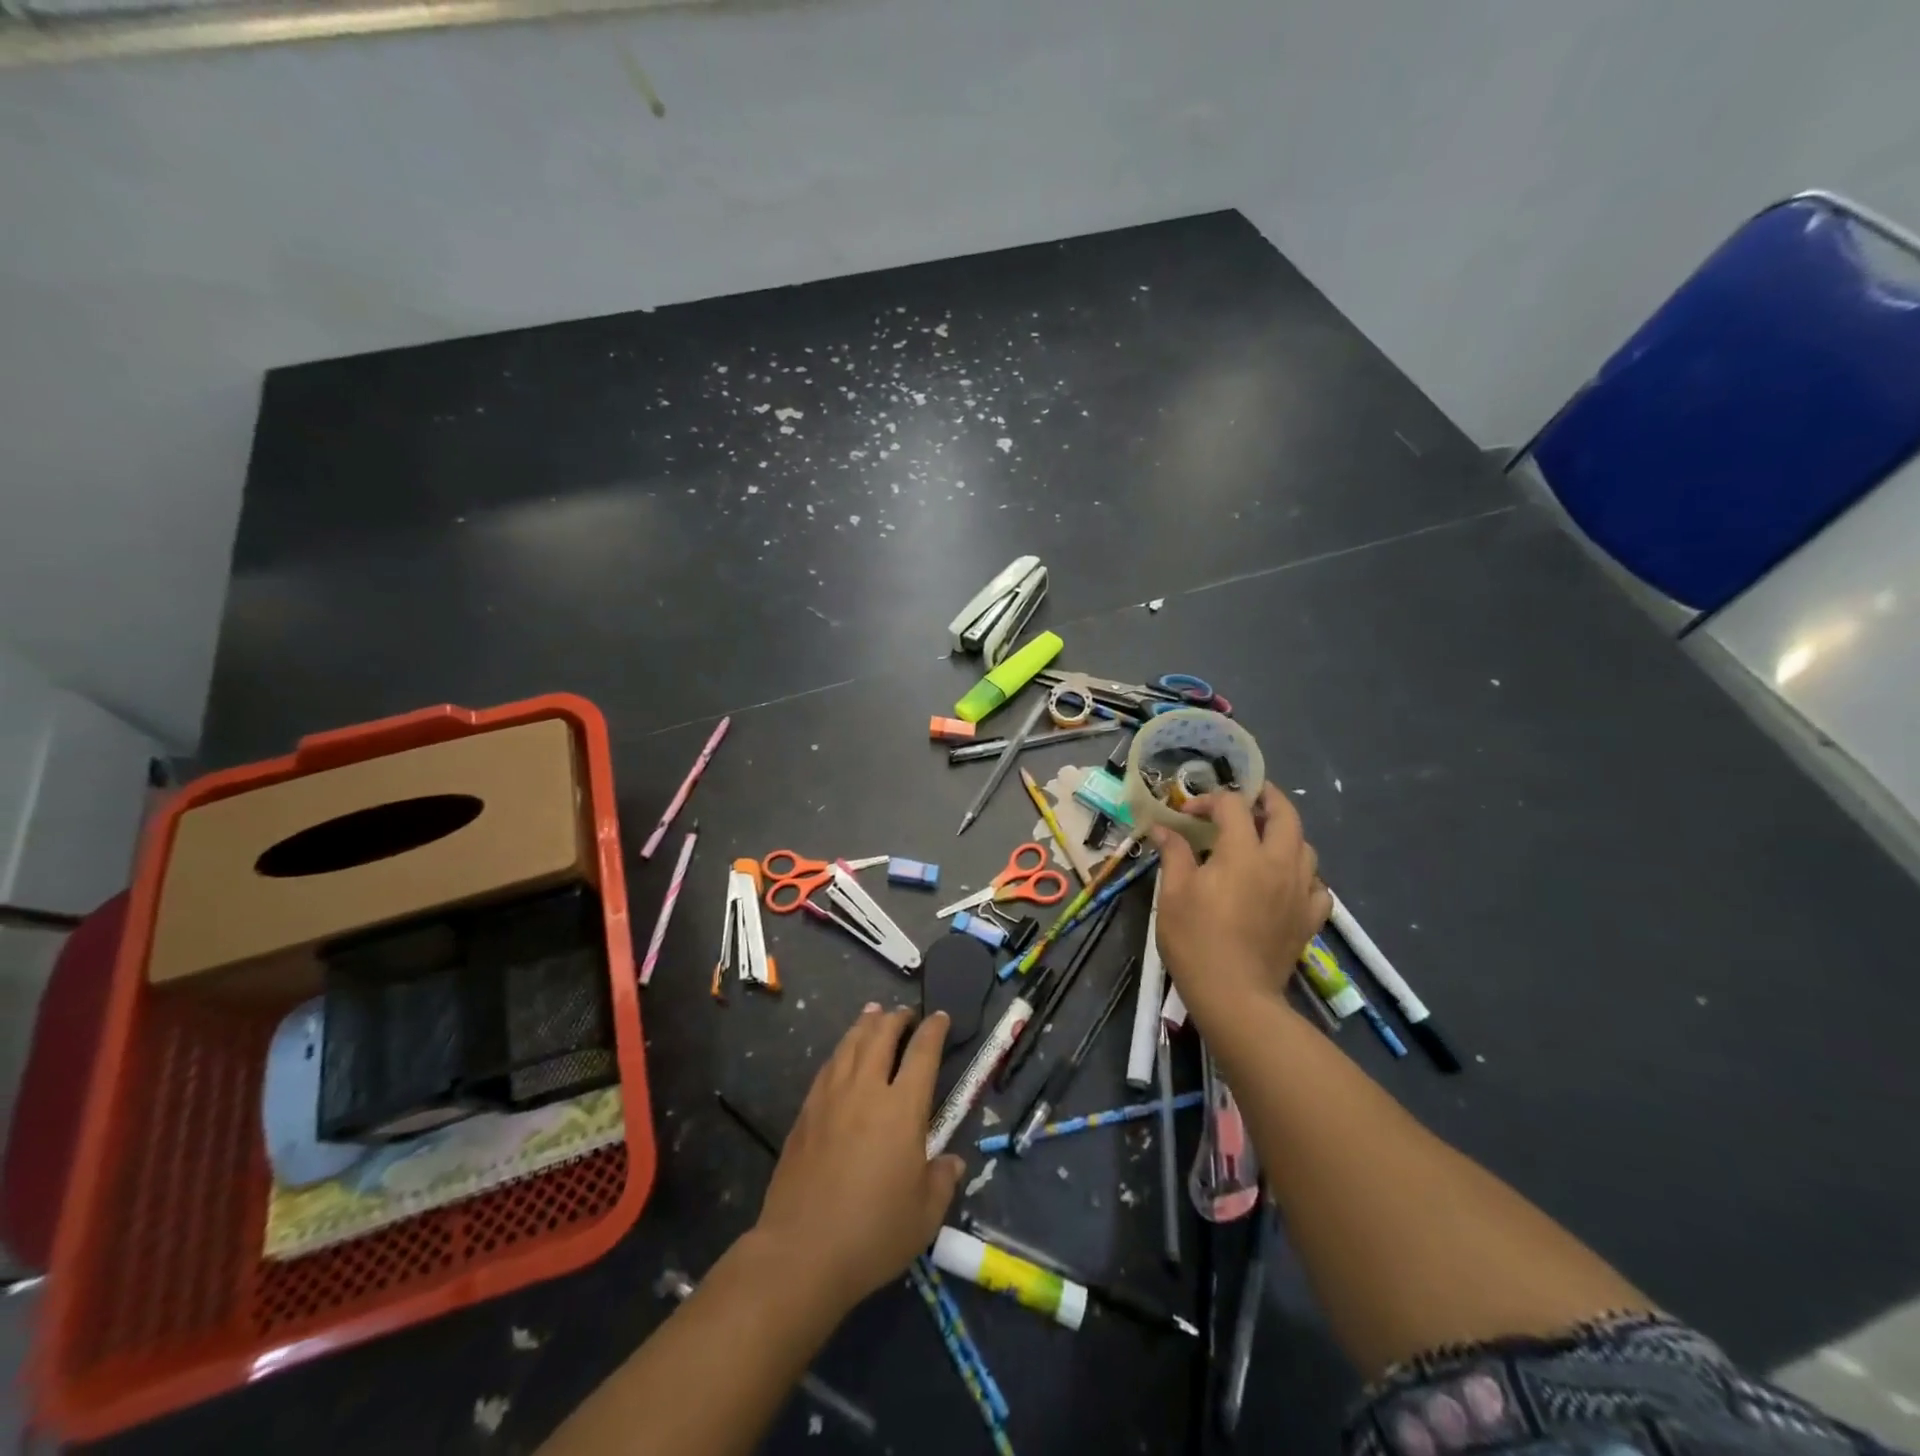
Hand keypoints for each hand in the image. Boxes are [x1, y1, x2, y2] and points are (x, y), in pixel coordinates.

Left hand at [754, 1005, 965, 1309]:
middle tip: (905, 1013)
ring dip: (865, 1024)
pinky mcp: (806, 1113)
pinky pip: (828, 1066)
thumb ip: (942, 1180)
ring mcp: (831, 1098)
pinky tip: (842, 1053)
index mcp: (902, 1108)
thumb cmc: (873, 1233)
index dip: (933, 1031)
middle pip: (881, 1036)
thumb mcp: (925, 1215)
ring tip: (873, 1013)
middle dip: (896, 1018)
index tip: (939, 1017)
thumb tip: (951, 1162)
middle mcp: (866, 1090)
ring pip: (850, 1044)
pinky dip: (841, 1050)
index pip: (922, 1054)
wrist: (801, 1251)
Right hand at [1151, 783, 1331, 1019]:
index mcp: (1242, 853)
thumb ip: (1174, 854)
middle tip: (1249, 797)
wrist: (1234, 995)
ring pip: (1306, 847)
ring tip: (1265, 838)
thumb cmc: (1195, 940)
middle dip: (1267, 798)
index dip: (1209, 801)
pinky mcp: (1310, 918)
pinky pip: (1318, 885)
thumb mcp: (1172, 894)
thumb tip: (1163, 829)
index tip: (1188, 814)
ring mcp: (1300, 891)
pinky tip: (1287, 881)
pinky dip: (1304, 875)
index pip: (1233, 806)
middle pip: (1286, 815)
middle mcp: (1279, 863)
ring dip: (1286, 834)